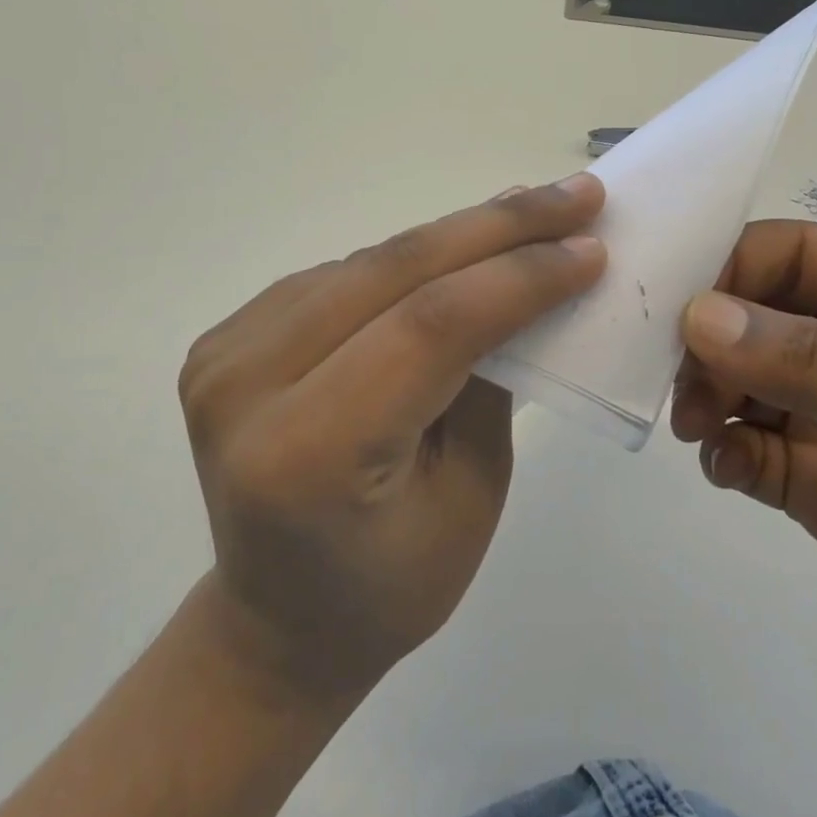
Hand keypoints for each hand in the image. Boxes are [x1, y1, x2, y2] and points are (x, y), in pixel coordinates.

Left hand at [179, 176, 605, 704]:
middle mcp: (247, 387)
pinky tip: (461, 247)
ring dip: (457, 233)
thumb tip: (528, 279)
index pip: (429, 327)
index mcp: (307, 453)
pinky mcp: (228, 338)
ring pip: (367, 262)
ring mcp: (226, 355)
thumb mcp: (471, 494)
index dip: (517, 276)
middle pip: (392, 272)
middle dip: (496, 227)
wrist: (277, 621)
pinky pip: (340, 276)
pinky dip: (409, 258)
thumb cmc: (390, 586)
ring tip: (530, 212)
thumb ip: (491, 379)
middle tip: (575, 195)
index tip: (591, 246)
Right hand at [671, 220, 816, 772]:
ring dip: (711, 396)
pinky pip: (758, 455)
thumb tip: (698, 315)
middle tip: (677, 381)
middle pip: (760, 318)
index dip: (730, 268)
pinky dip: (728, 455)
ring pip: (749, 386)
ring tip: (698, 428)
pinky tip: (725, 472)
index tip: (671, 307)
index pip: (798, 255)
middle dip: (710, 341)